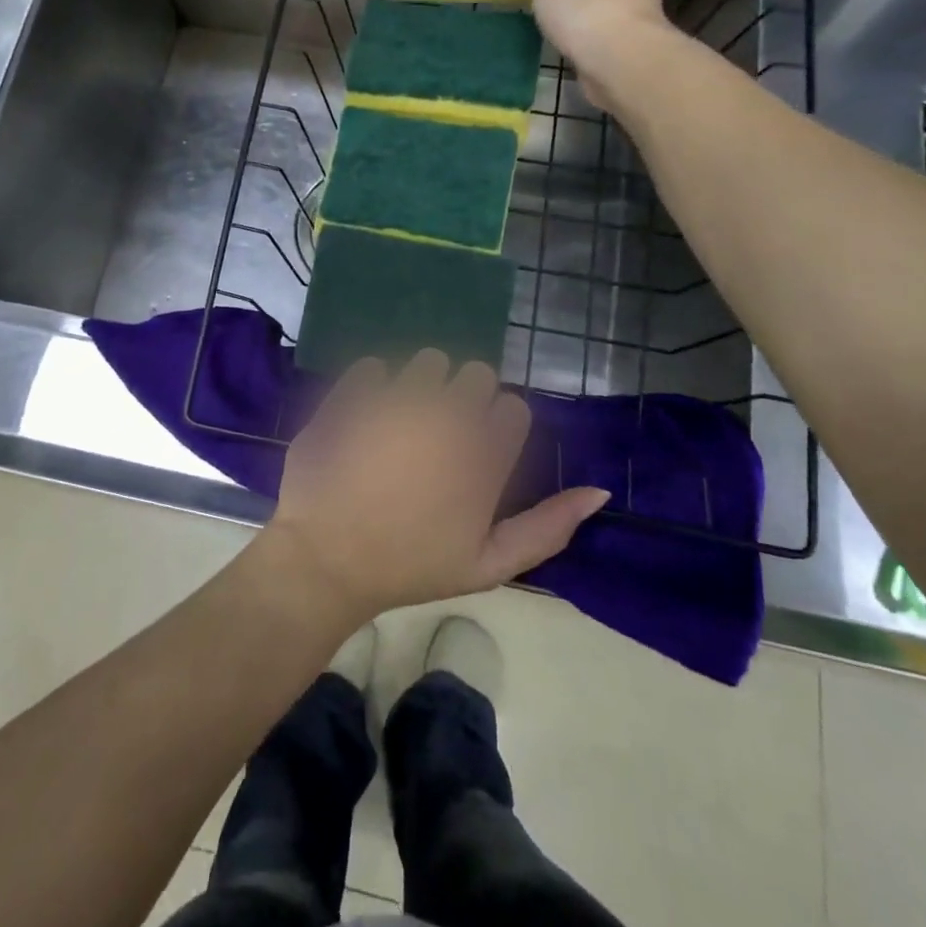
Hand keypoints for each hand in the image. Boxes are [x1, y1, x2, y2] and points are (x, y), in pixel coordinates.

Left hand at [262, 350, 610, 624]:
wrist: (325, 560)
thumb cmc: (410, 566)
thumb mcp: (488, 564)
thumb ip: (548, 528)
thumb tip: (600, 491)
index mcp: (483, 456)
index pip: (512, 408)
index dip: (496, 426)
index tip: (475, 451)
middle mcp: (447, 416)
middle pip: (476, 374)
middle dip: (463, 398)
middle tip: (438, 436)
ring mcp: (396, 399)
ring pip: (428, 360)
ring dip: (422, 384)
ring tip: (402, 422)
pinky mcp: (353, 392)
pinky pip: (374, 366)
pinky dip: (373, 384)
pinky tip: (365, 416)